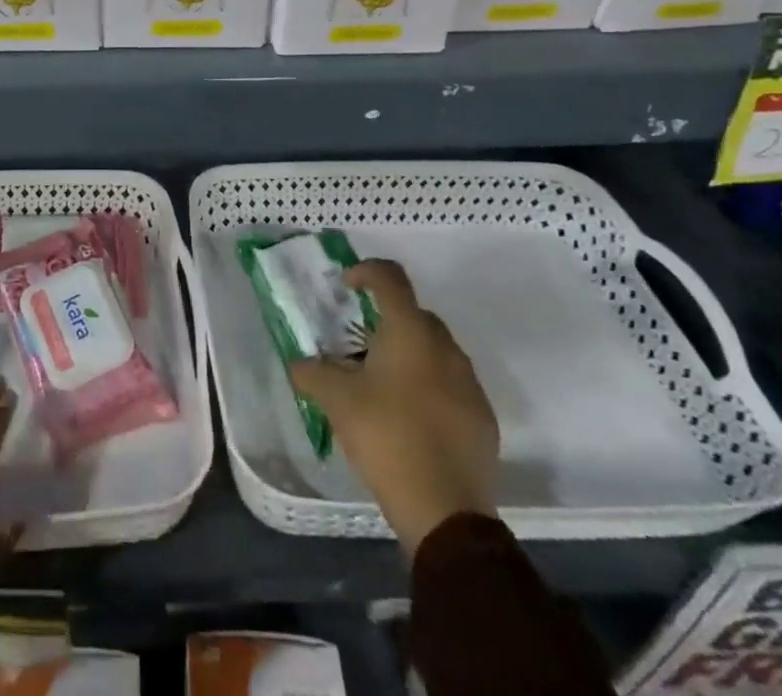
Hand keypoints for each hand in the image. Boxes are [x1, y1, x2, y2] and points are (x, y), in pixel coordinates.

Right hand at [289, 258, 498, 549]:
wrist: (445, 511)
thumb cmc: (387, 437)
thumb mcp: (336, 401)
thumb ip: (311, 373)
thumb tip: (298, 364)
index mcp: (409, 331)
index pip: (390, 277)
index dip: (366, 271)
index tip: (346, 286)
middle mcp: (445, 347)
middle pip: (414, 313)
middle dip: (386, 319)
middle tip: (358, 343)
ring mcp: (469, 383)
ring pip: (435, 350)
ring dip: (408, 353)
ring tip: (381, 382)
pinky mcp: (482, 417)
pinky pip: (451, 384)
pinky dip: (429, 385)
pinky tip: (409, 416)